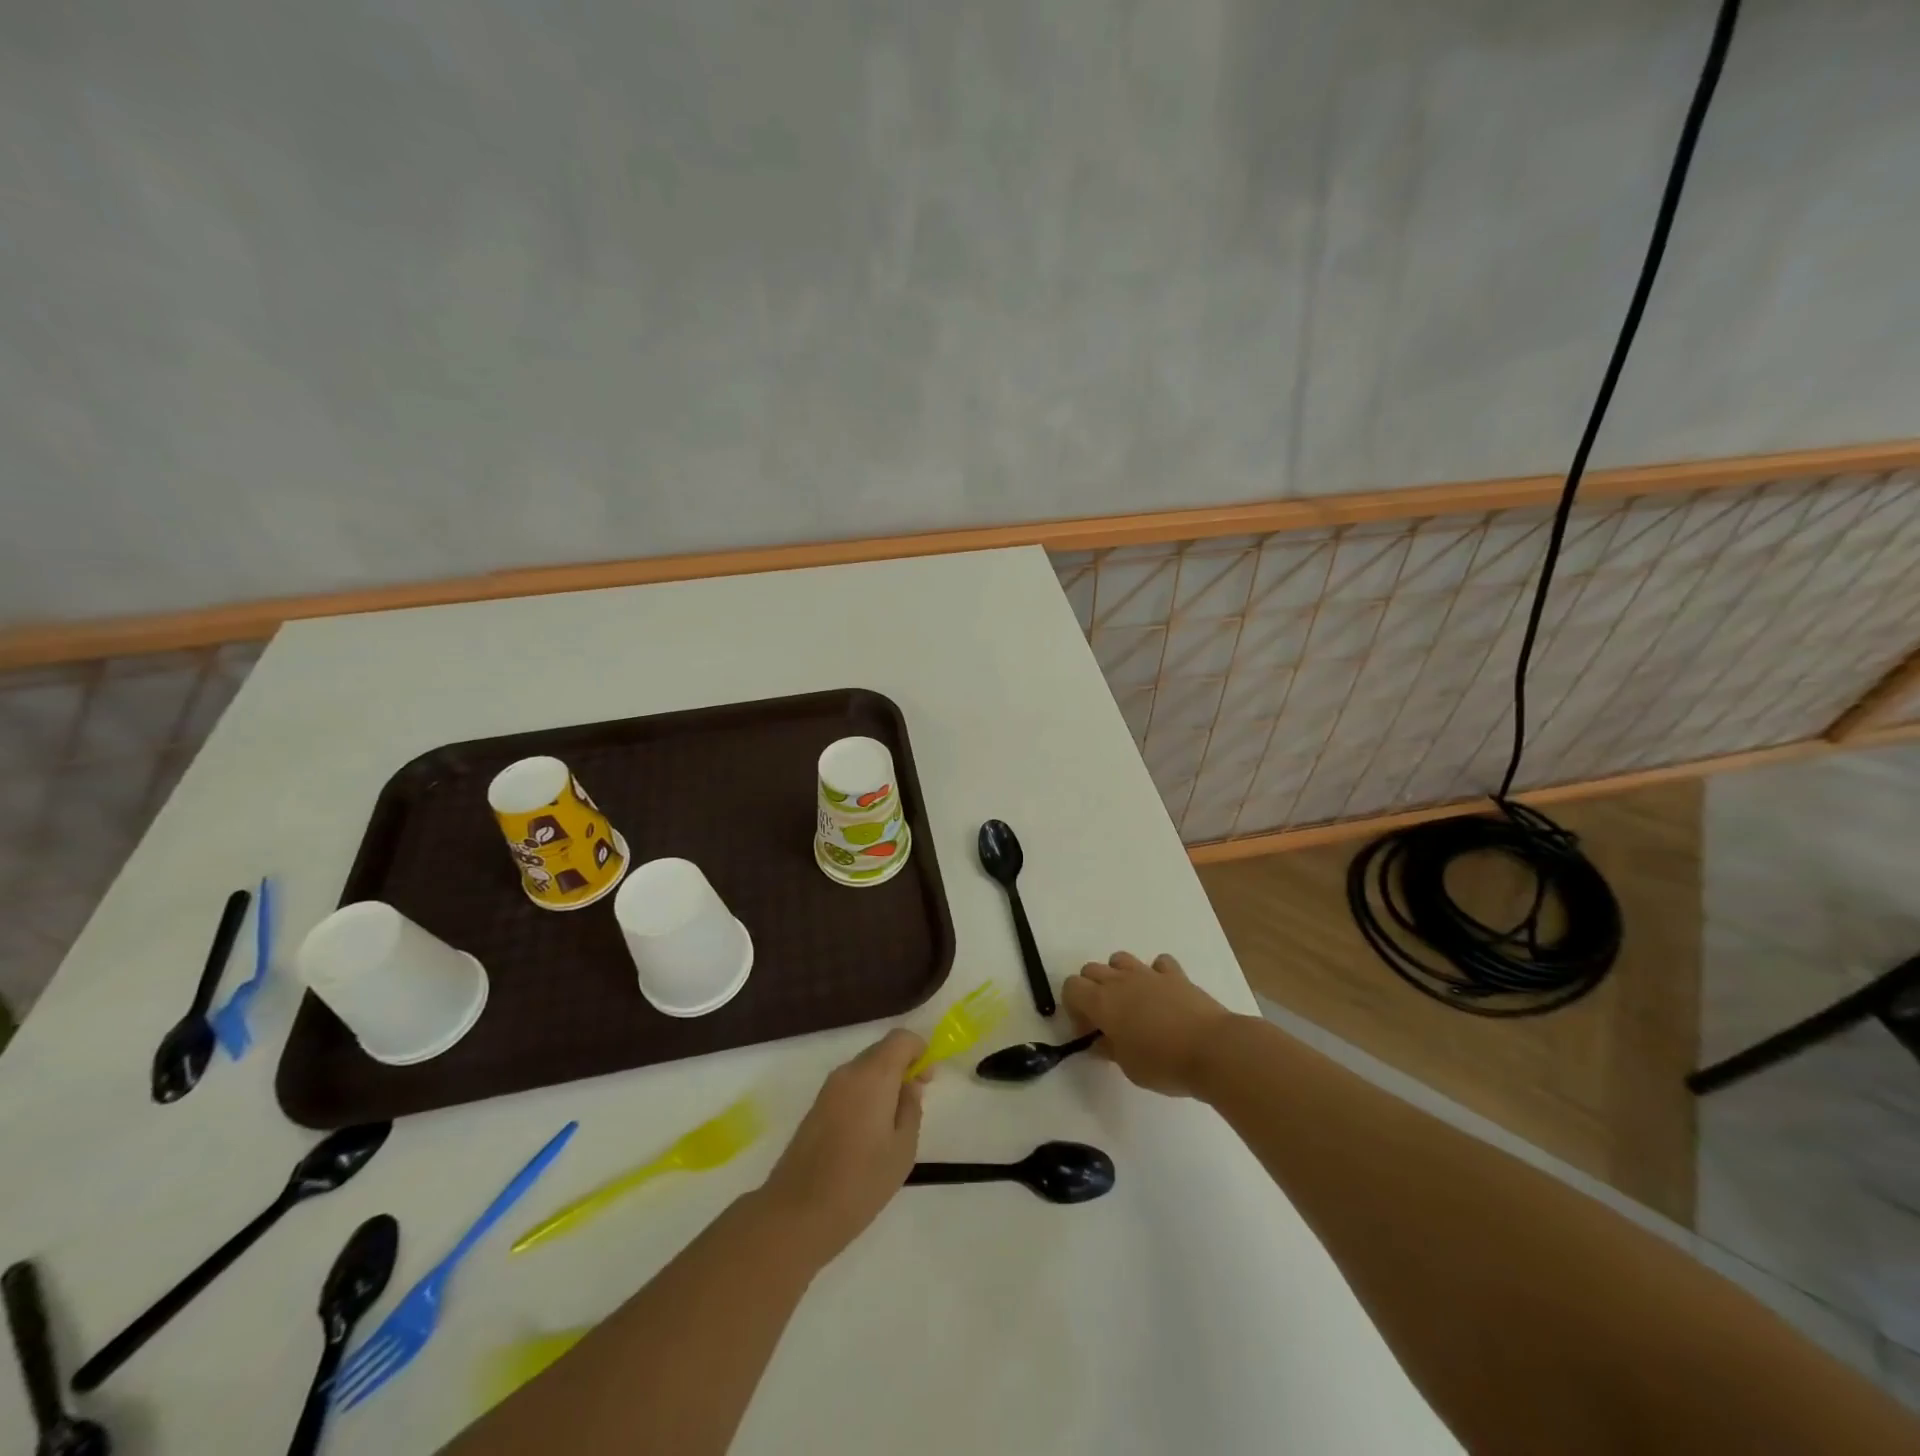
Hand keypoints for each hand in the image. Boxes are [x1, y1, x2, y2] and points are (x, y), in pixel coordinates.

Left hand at [760, 1029, 927, 1264]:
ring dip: (883, 1082)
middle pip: (881, 1051)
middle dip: (902, 1067)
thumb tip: (909, 1085)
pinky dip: (865, 1095)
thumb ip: (911, 1108)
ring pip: (864, 1070)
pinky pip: (849, 1087)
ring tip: (893, 1123)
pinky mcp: (816, 1107)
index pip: (901, 1038)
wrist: (797, 1213)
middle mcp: (848, 1072)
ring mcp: (828, 1089)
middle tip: (915, 1101)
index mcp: (873, 1075)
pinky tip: (869, 1132)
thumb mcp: (902, 1149)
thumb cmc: (861, 1181)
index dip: (920, 1050)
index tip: (928, 1079)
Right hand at [1063, 952, 1236, 1097]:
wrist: (1212, 1050)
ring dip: (1119, 976)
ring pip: (1120, 959)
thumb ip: (1109, 1048)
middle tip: (1106, 1019)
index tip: (1088, 1030)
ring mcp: (1149, 974)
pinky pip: (1158, 964)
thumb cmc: (1164, 1063)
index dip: (1074, 1007)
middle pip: (1091, 969)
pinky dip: (1155, 974)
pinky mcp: (1176, 975)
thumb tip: (1101, 1040)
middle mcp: (1121, 981)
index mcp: (1102, 1002)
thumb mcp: (1128, 1066)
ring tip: (1133, 1002)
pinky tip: (1163, 994)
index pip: (1071, 987)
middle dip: (1092, 990)